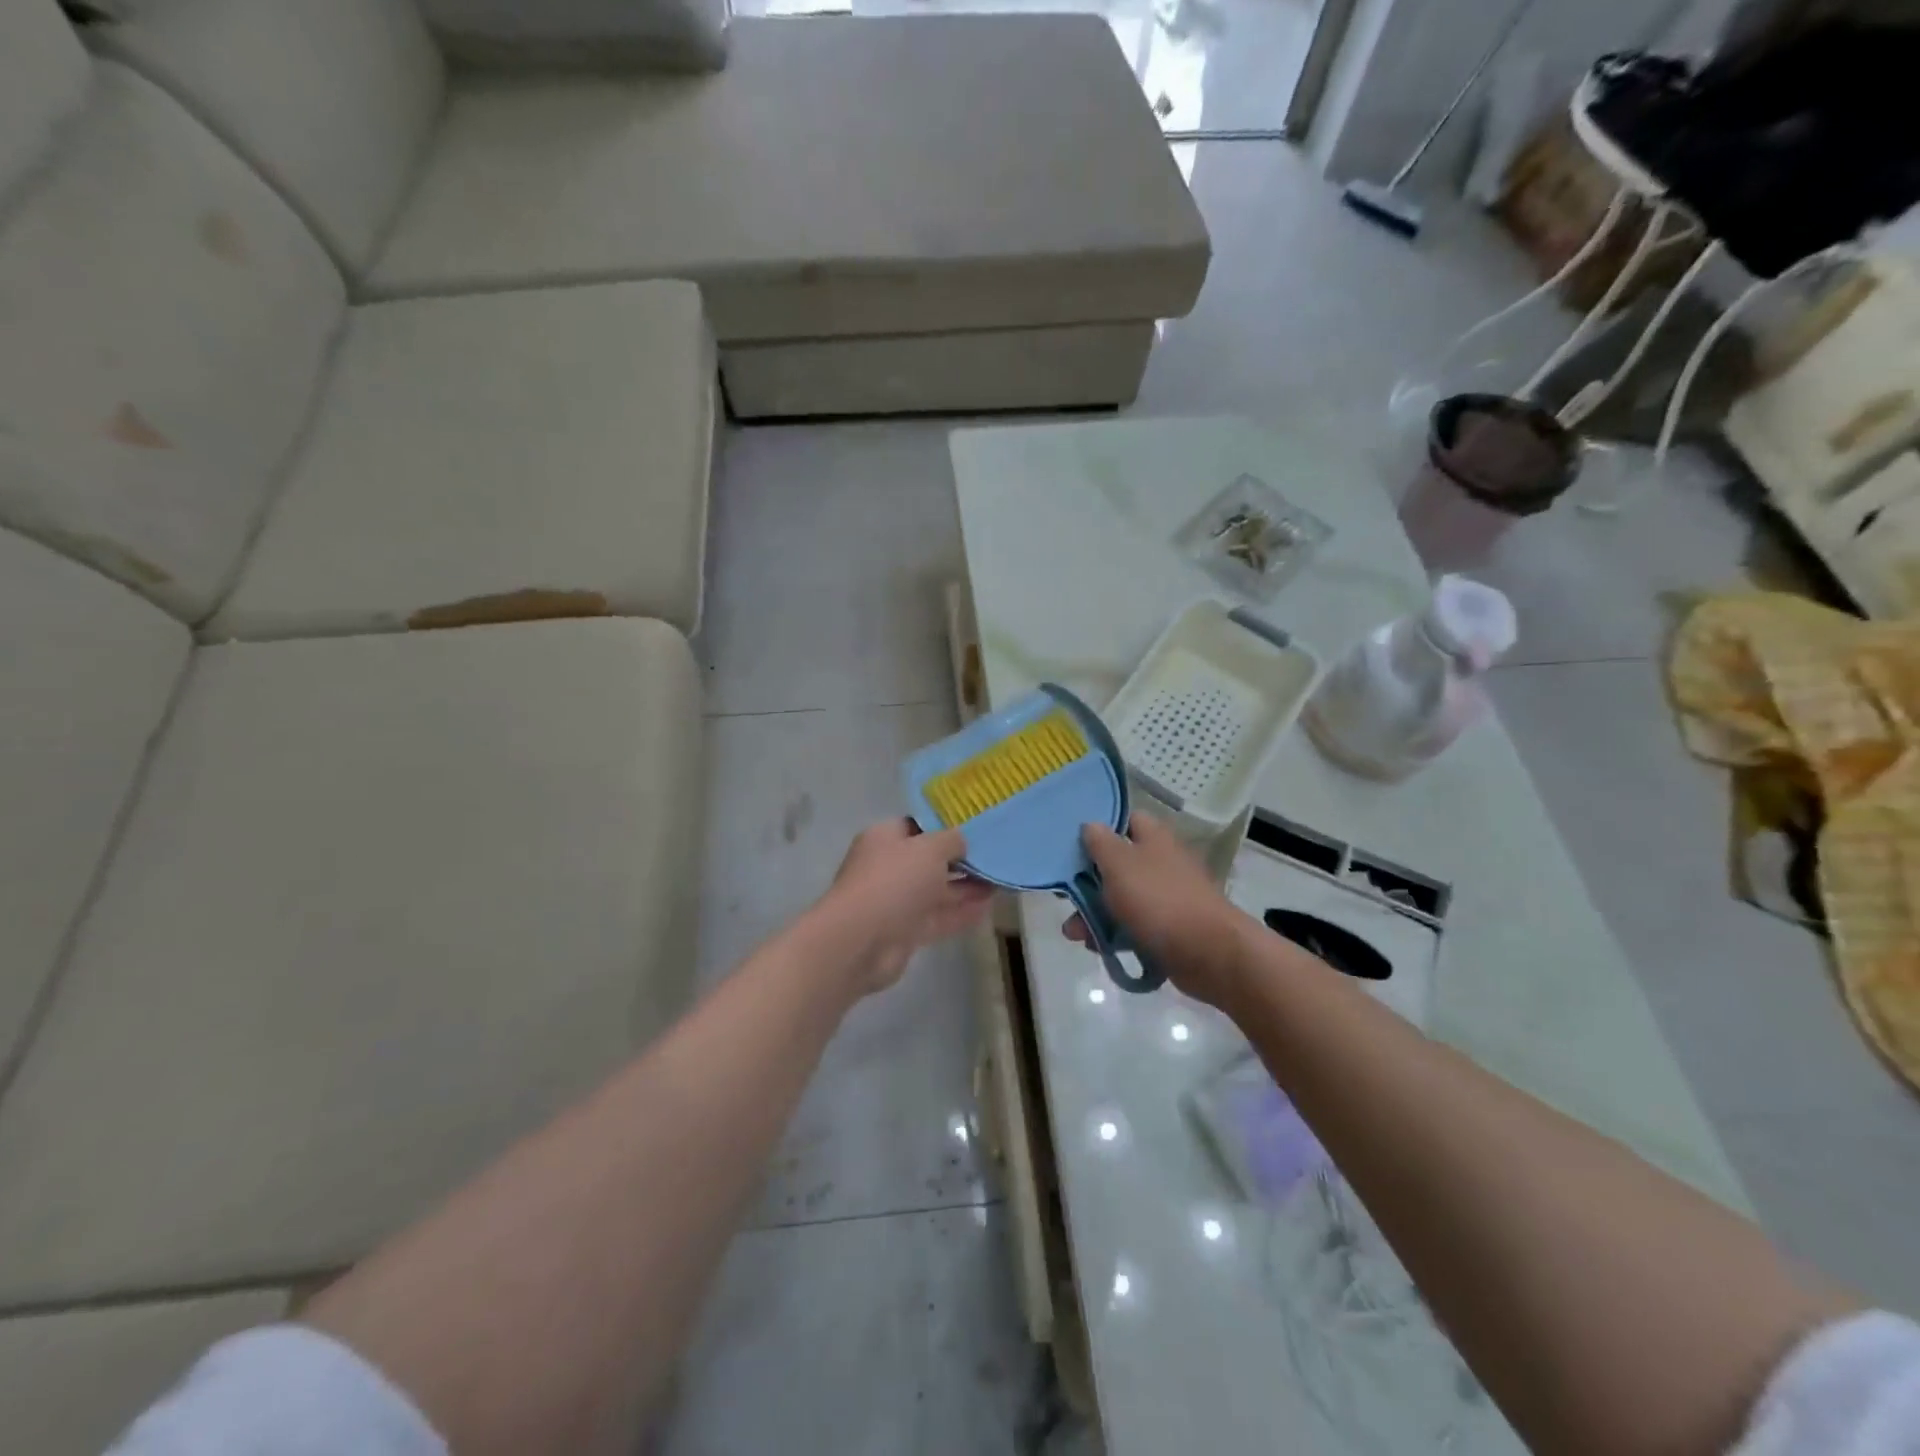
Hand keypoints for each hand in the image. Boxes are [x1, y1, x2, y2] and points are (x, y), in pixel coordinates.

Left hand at [811, 820, 994, 994]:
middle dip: (961, 860)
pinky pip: (939, 917)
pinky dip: (961, 913)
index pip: (918, 826)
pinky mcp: (906, 931)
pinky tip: (988, 908)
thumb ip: (952, 840)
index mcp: (885, 838)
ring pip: (936, 890)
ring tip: (1000, 882)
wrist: (861, 941)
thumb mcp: (929, 848)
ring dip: (966, 887)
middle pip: (929, 860)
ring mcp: (897, 901)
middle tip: (995, 856)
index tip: (976, 827)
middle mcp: (889, 867)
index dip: (946, 826)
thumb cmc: (893, 881)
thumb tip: (962, 841)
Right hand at [1064, 815, 1253, 1007]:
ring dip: (1095, 913)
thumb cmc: (1159, 900)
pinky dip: (1115, 935)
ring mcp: (1167, 896)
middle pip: (1117, 863)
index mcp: (1153, 838)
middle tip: (1065, 898)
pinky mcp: (1169, 928)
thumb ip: (1099, 842)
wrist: (1209, 953)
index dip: (1099, 829)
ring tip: (1075, 934)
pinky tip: (1097, 947)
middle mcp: (1161, 862)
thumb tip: (1091, 825)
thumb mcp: (1119, 864)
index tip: (1073, 845)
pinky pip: (1135, 926)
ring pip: (1122, 898)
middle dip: (1088, 882)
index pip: (1125, 820)